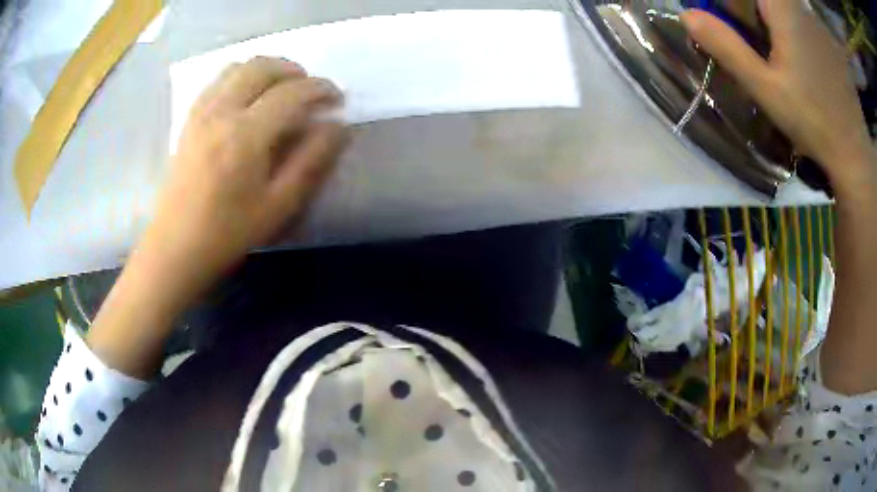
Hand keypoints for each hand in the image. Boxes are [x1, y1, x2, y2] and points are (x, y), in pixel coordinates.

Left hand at [86, 57, 345, 376]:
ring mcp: (201, 113)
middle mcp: (222, 112)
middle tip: (309, 89)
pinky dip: (240, 77)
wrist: (175, 247)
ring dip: (266, 69)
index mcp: (246, 135)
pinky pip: (217, 81)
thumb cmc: (228, 233)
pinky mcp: (189, 120)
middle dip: (293, 70)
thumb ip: (311, 161)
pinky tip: (248, 97)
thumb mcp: (279, 206)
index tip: (337, 99)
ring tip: (281, 89)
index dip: (321, 89)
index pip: (292, 93)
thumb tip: (338, 126)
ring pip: (238, 67)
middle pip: (262, 67)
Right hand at [681, 0, 872, 188]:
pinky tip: (808, 67)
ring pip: (788, 11)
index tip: (728, 26)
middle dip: (756, 17)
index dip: (734, 5)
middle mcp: (802, 9)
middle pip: (769, 2)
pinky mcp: (831, 44)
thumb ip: (726, 47)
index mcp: (784, 10)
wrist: (855, 155)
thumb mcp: (765, 87)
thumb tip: (687, 15)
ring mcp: (819, 27)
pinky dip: (800, 36)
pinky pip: (807, 25)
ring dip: (779, 26)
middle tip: (761, 51)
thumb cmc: (812, 121)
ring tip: (787, 63)